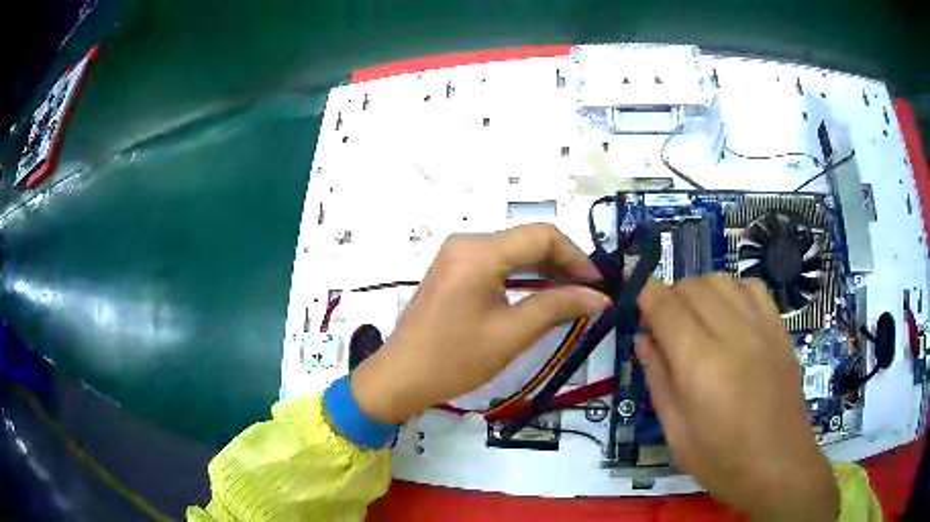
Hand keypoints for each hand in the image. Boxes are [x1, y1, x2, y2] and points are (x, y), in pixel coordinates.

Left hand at [351, 223, 610, 423]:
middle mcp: (467, 242)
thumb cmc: (455, 359)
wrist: (401, 378)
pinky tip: (542, 295)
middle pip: (528, 240)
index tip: (598, 285)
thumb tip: (600, 297)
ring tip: (573, 297)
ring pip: (514, 251)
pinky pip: (498, 263)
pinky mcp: (454, 269)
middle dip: (564, 264)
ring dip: (545, 271)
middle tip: (590, 294)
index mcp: (479, 251)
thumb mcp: (512, 334)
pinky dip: (523, 277)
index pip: (543, 236)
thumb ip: (558, 307)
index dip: (577, 257)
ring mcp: (457, 254)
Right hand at [637, 274, 838, 520]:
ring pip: (720, 279)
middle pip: (691, 285)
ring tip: (696, 324)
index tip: (630, 292)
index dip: (642, 291)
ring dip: (699, 293)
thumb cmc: (723, 462)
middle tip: (664, 329)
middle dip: (669, 298)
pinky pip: (752, 287)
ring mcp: (761, 328)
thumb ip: (659, 381)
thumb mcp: (677, 434)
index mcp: (700, 365)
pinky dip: (733, 292)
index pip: (664, 305)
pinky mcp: (780, 330)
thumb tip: (644, 339)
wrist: (780, 467)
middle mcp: (732, 334)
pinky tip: (730, 318)